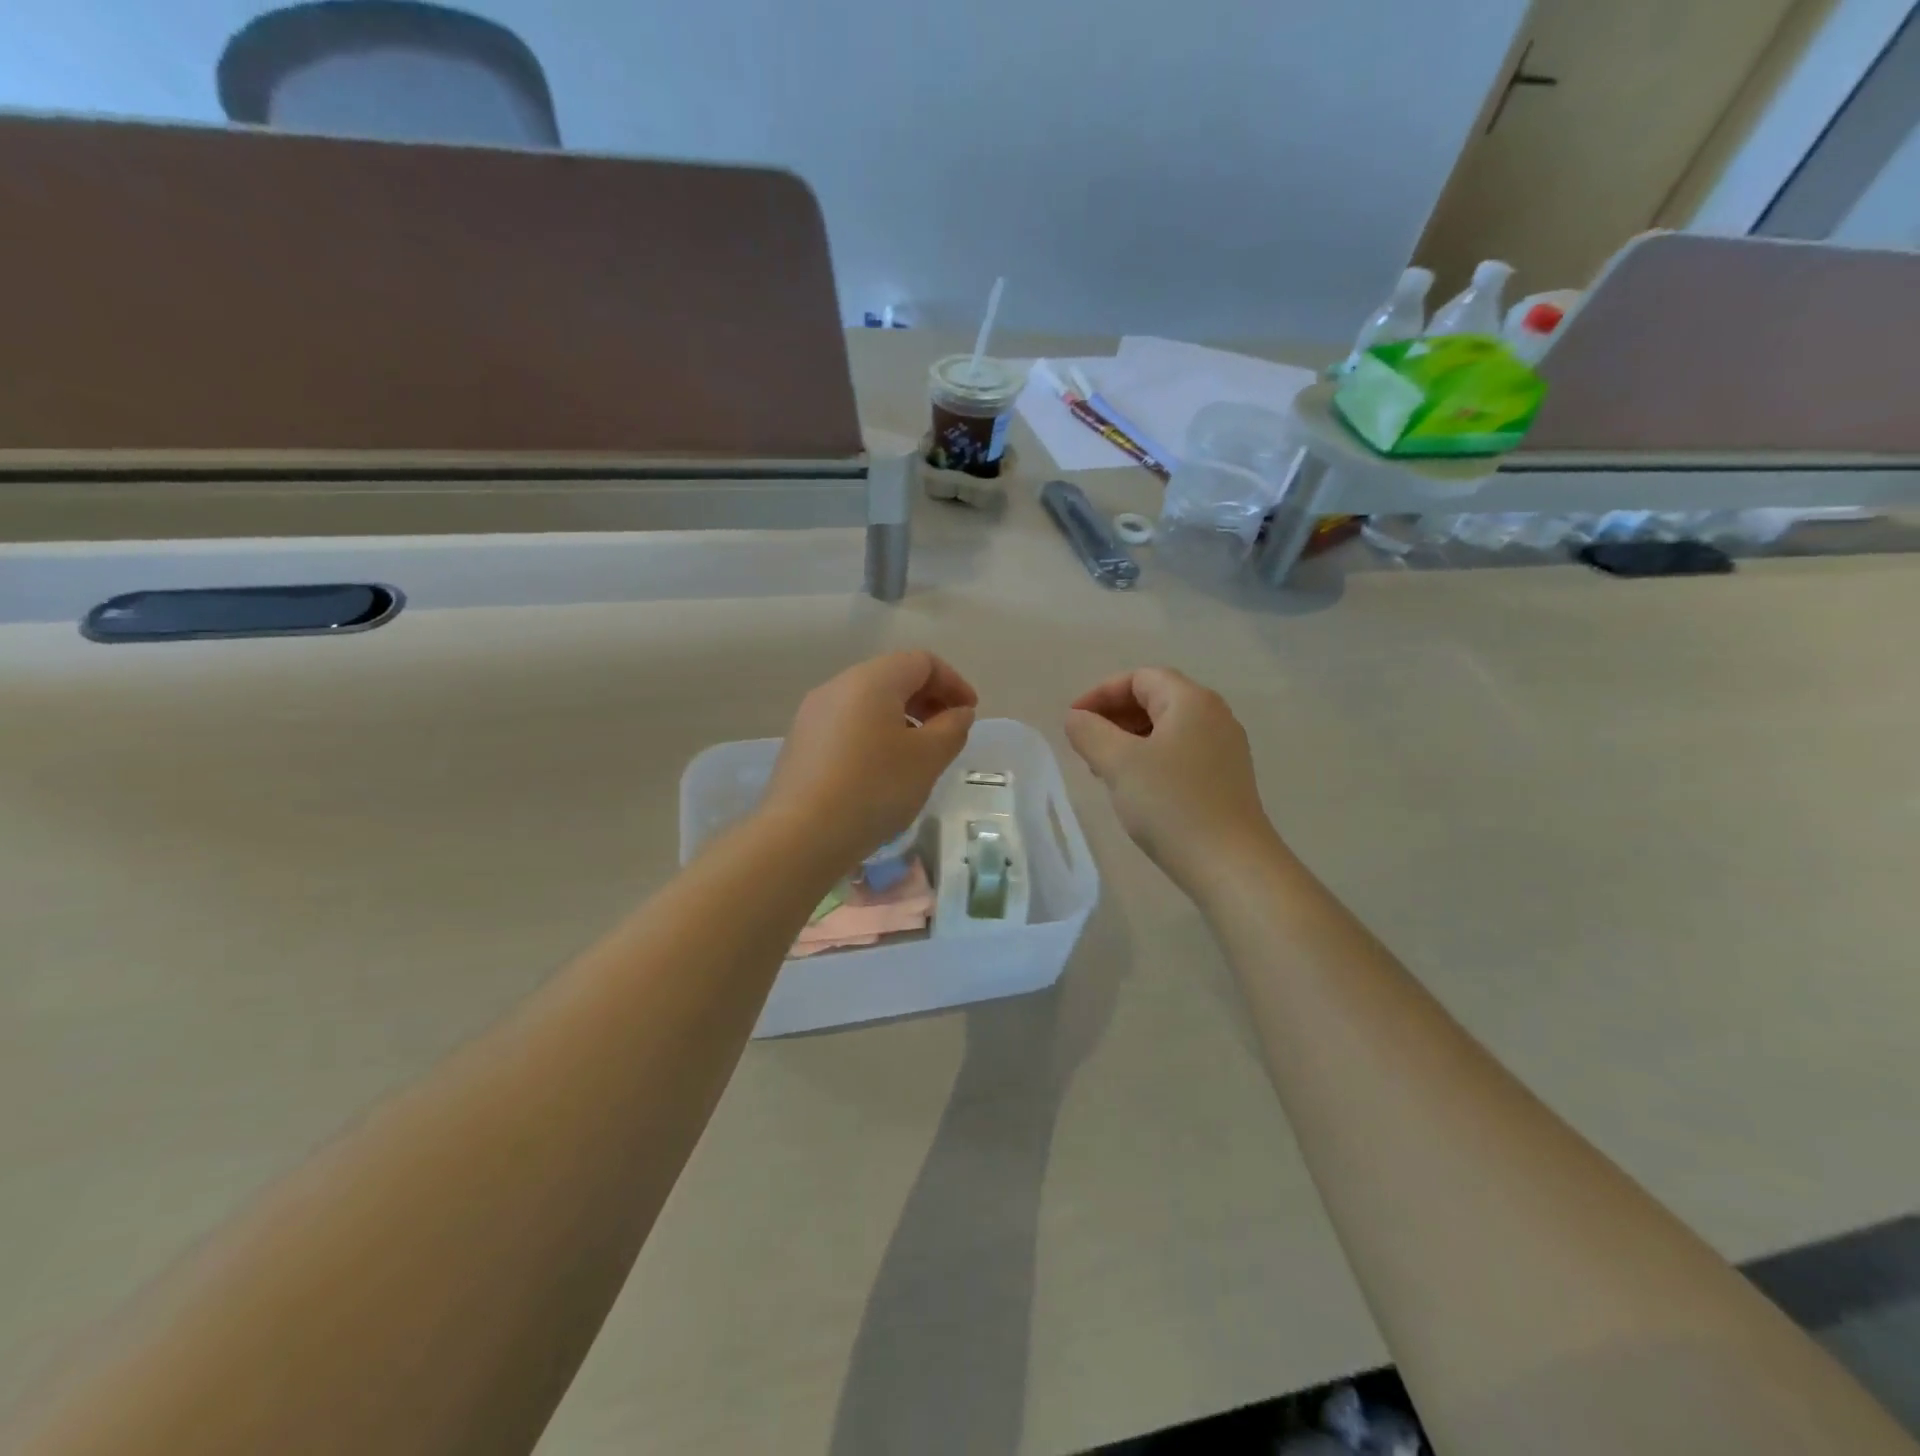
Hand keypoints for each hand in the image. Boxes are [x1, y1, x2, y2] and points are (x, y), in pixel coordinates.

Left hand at [764, 651, 977, 865]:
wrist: (801, 835)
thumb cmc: (875, 788)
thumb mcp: (928, 758)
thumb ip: (952, 728)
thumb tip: (958, 712)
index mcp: (872, 679)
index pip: (922, 662)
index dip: (953, 682)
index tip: (969, 713)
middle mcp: (838, 686)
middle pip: (893, 677)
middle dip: (928, 700)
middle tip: (948, 733)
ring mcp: (813, 714)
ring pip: (868, 703)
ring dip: (901, 719)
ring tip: (918, 755)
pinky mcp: (801, 743)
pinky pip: (848, 725)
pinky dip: (874, 735)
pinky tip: (882, 771)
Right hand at [1064, 667, 1277, 894]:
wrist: (1231, 865)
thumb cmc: (1171, 805)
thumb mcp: (1119, 763)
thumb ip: (1090, 733)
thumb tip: (1076, 719)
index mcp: (1192, 701)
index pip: (1140, 678)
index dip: (1101, 693)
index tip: (1073, 721)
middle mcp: (1214, 716)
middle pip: (1156, 699)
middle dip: (1114, 716)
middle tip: (1085, 745)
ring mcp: (1224, 748)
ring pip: (1167, 729)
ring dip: (1130, 739)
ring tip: (1103, 769)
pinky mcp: (1226, 778)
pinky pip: (1180, 753)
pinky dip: (1151, 759)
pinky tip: (1134, 788)